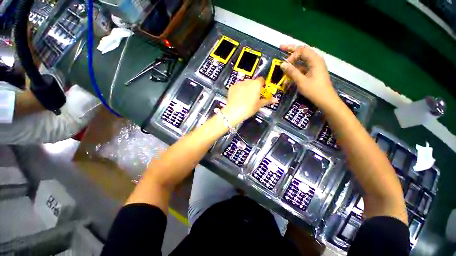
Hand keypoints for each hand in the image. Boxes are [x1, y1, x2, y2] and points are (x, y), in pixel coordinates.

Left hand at [223, 77, 276, 124]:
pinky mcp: (232, 87)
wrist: (234, 112)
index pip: (261, 80)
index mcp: (256, 84)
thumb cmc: (248, 108)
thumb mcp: (259, 105)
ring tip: (244, 98)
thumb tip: (275, 99)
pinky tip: (238, 98)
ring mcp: (239, 83)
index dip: (262, 85)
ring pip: (244, 84)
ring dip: (246, 88)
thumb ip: (267, 100)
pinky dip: (238, 90)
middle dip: (253, 87)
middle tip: (253, 96)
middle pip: (252, 82)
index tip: (261, 91)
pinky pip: (237, 87)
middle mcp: (247, 81)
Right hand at [280, 45, 338, 108]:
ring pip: (302, 60)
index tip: (285, 64)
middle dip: (291, 50)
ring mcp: (314, 66)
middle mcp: (315, 60)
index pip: (302, 50)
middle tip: (281, 47)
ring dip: (293, 61)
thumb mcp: (301, 81)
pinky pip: (303, 67)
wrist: (325, 100)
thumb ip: (292, 72)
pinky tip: (289, 73)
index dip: (292, 55)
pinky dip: (296, 69)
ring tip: (284, 61)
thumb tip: (282, 64)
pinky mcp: (313, 72)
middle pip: (302, 52)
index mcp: (315, 60)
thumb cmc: (314, 90)